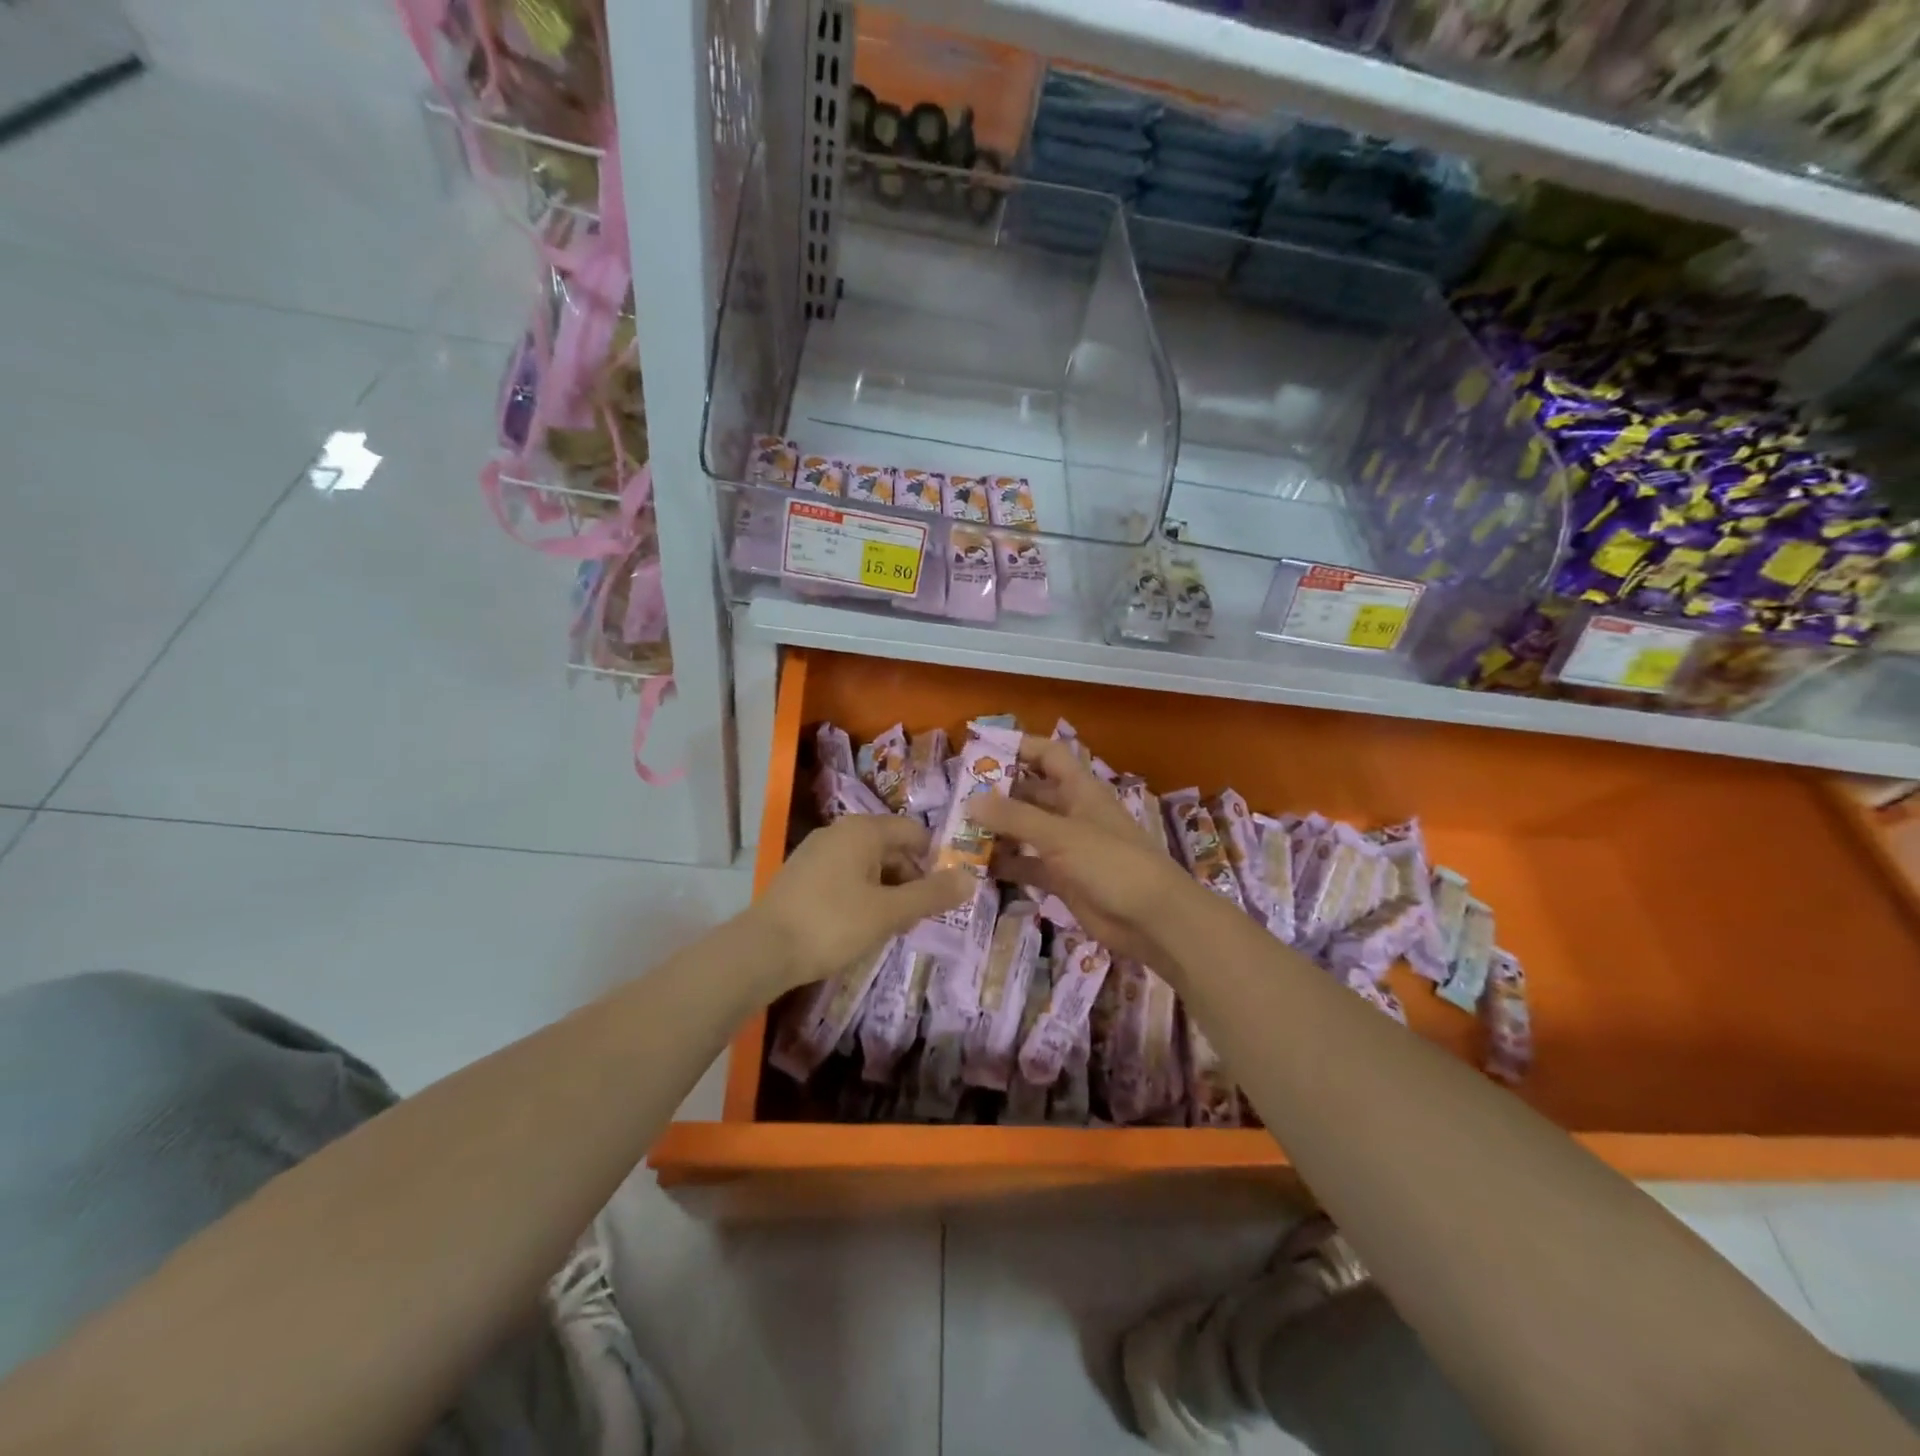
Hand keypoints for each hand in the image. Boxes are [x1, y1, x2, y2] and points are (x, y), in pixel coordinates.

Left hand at [749, 815, 972, 990]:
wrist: (762, 950)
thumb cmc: (832, 924)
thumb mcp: (889, 912)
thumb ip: (931, 895)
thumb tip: (970, 879)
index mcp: (863, 830)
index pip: (913, 832)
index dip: (934, 861)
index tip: (942, 894)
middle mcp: (839, 831)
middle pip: (890, 847)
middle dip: (909, 879)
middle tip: (917, 917)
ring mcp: (816, 851)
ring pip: (867, 864)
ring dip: (886, 890)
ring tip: (891, 926)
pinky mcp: (801, 874)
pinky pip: (844, 875)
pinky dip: (861, 894)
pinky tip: (859, 925)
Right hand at [971, 735, 1196, 968]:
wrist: (1153, 920)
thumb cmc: (1112, 863)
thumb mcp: (1061, 835)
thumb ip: (1015, 818)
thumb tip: (970, 801)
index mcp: (1079, 789)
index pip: (1047, 754)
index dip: (1019, 747)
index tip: (981, 750)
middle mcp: (1072, 813)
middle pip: (1030, 793)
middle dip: (997, 794)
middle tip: (956, 799)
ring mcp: (1067, 848)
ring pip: (1025, 831)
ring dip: (997, 832)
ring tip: (957, 834)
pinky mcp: (1063, 879)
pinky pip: (1028, 865)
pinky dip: (1006, 864)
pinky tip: (976, 868)